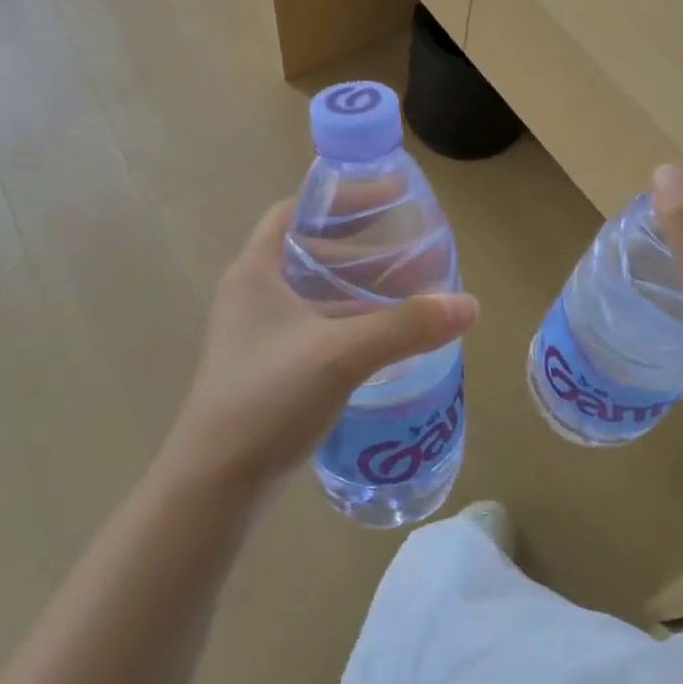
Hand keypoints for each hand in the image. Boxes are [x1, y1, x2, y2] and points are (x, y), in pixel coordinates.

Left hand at [162, 199, 477, 499]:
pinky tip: (385, 337)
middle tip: (410, 243)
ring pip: (315, 292)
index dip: (342, 197)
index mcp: (256, 270)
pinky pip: (315, 326)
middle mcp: (253, 293)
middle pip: (310, 249)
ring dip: (358, 287)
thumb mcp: (340, 354)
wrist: (213, 488)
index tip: (390, 195)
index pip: (297, 209)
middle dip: (361, 244)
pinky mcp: (268, 367)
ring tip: (409, 288)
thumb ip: (405, 326)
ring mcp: (258, 333)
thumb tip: (469, 304)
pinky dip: (349, 321)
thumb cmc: (267, 399)